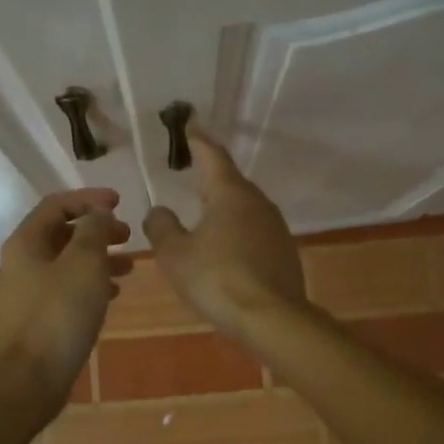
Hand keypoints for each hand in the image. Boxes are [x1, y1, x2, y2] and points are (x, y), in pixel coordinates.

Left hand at [0, 188, 131, 414]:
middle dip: (97, 230)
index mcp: (26, 242)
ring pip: (68, 263)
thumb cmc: (59, 314)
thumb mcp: (84, 263)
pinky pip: (68, 289)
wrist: (30, 379)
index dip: (89, 199)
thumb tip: (99, 214)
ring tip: (131, 265)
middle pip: (63, 233)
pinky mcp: (39, 318)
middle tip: (128, 236)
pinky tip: (114, 293)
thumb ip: (94, 231)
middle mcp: (23, 262)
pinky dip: (92, 283)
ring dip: (99, 258)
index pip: (57, 204)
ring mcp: (29, 292)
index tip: (120, 203)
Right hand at [143, 129, 305, 340]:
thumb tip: (159, 211)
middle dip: (211, 178)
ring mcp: (276, 228)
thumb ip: (162, 227)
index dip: (199, 141)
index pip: (213, 156)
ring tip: (204, 215)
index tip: (191, 126)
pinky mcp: (284, 252)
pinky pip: (254, 233)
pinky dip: (237, 234)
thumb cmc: (217, 278)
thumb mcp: (175, 254)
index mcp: (230, 194)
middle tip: (192, 174)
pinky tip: (225, 251)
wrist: (272, 317)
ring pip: (244, 209)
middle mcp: (258, 203)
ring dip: (224, 209)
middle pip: (231, 183)